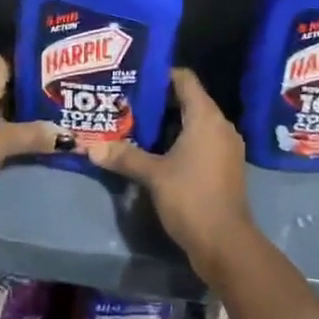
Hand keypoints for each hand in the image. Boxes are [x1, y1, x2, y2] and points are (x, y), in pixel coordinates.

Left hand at [0, 56, 58, 208]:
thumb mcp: (5, 142)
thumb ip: (36, 135)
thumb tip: (68, 137)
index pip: (10, 61)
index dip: (32, 73)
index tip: (53, 86)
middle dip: (21, 92)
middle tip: (50, 104)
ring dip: (5, 108)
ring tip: (36, 119)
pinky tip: (8, 132)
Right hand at [85, 69, 254, 272]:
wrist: (226, 244)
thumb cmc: (191, 197)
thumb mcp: (153, 175)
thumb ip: (124, 156)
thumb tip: (91, 147)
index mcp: (206, 117)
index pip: (184, 79)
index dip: (160, 74)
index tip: (134, 78)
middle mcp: (220, 125)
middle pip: (188, 100)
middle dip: (158, 101)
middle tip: (127, 103)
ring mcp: (225, 147)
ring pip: (193, 123)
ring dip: (168, 124)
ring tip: (135, 126)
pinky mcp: (224, 167)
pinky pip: (200, 142)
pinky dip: (180, 141)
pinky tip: (155, 152)